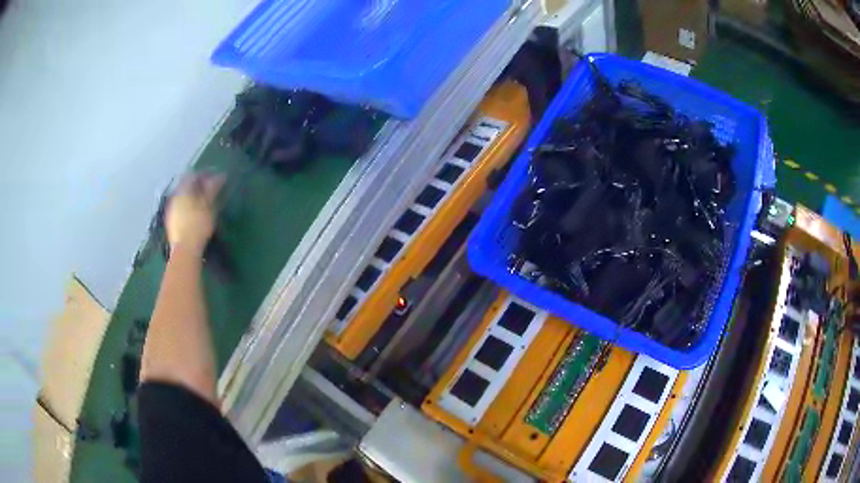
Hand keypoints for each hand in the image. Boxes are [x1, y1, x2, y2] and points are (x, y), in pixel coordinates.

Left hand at [165, 173, 224, 256]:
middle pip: (186, 185)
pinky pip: (179, 207)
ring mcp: (171, 210)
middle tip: (209, 189)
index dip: (204, 174)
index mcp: (183, 190)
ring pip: (182, 197)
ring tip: (203, 202)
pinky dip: (187, 206)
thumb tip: (219, 176)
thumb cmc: (198, 225)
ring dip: (192, 196)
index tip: (214, 177)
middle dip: (197, 185)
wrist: (185, 250)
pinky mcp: (171, 222)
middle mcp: (175, 197)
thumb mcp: (208, 205)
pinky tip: (194, 213)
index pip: (192, 175)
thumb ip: (212, 189)